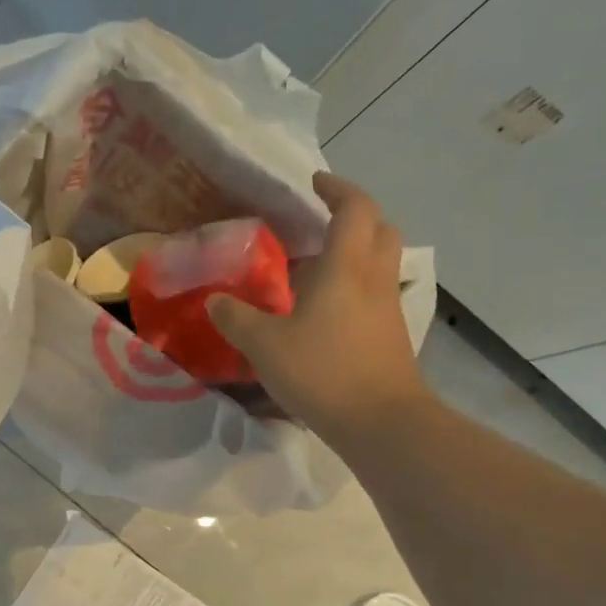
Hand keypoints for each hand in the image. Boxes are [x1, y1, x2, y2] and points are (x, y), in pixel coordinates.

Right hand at [207, 174, 432, 448]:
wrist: (381, 422)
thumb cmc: (322, 371)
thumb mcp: (264, 345)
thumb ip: (236, 318)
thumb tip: (215, 300)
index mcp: (346, 267)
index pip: (354, 208)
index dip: (336, 188)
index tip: (314, 183)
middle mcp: (374, 278)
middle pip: (379, 228)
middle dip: (354, 216)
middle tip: (321, 222)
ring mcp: (387, 308)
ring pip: (380, 262)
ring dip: (355, 252)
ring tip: (317, 267)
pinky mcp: (390, 335)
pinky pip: (376, 293)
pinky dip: (355, 286)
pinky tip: (326, 311)